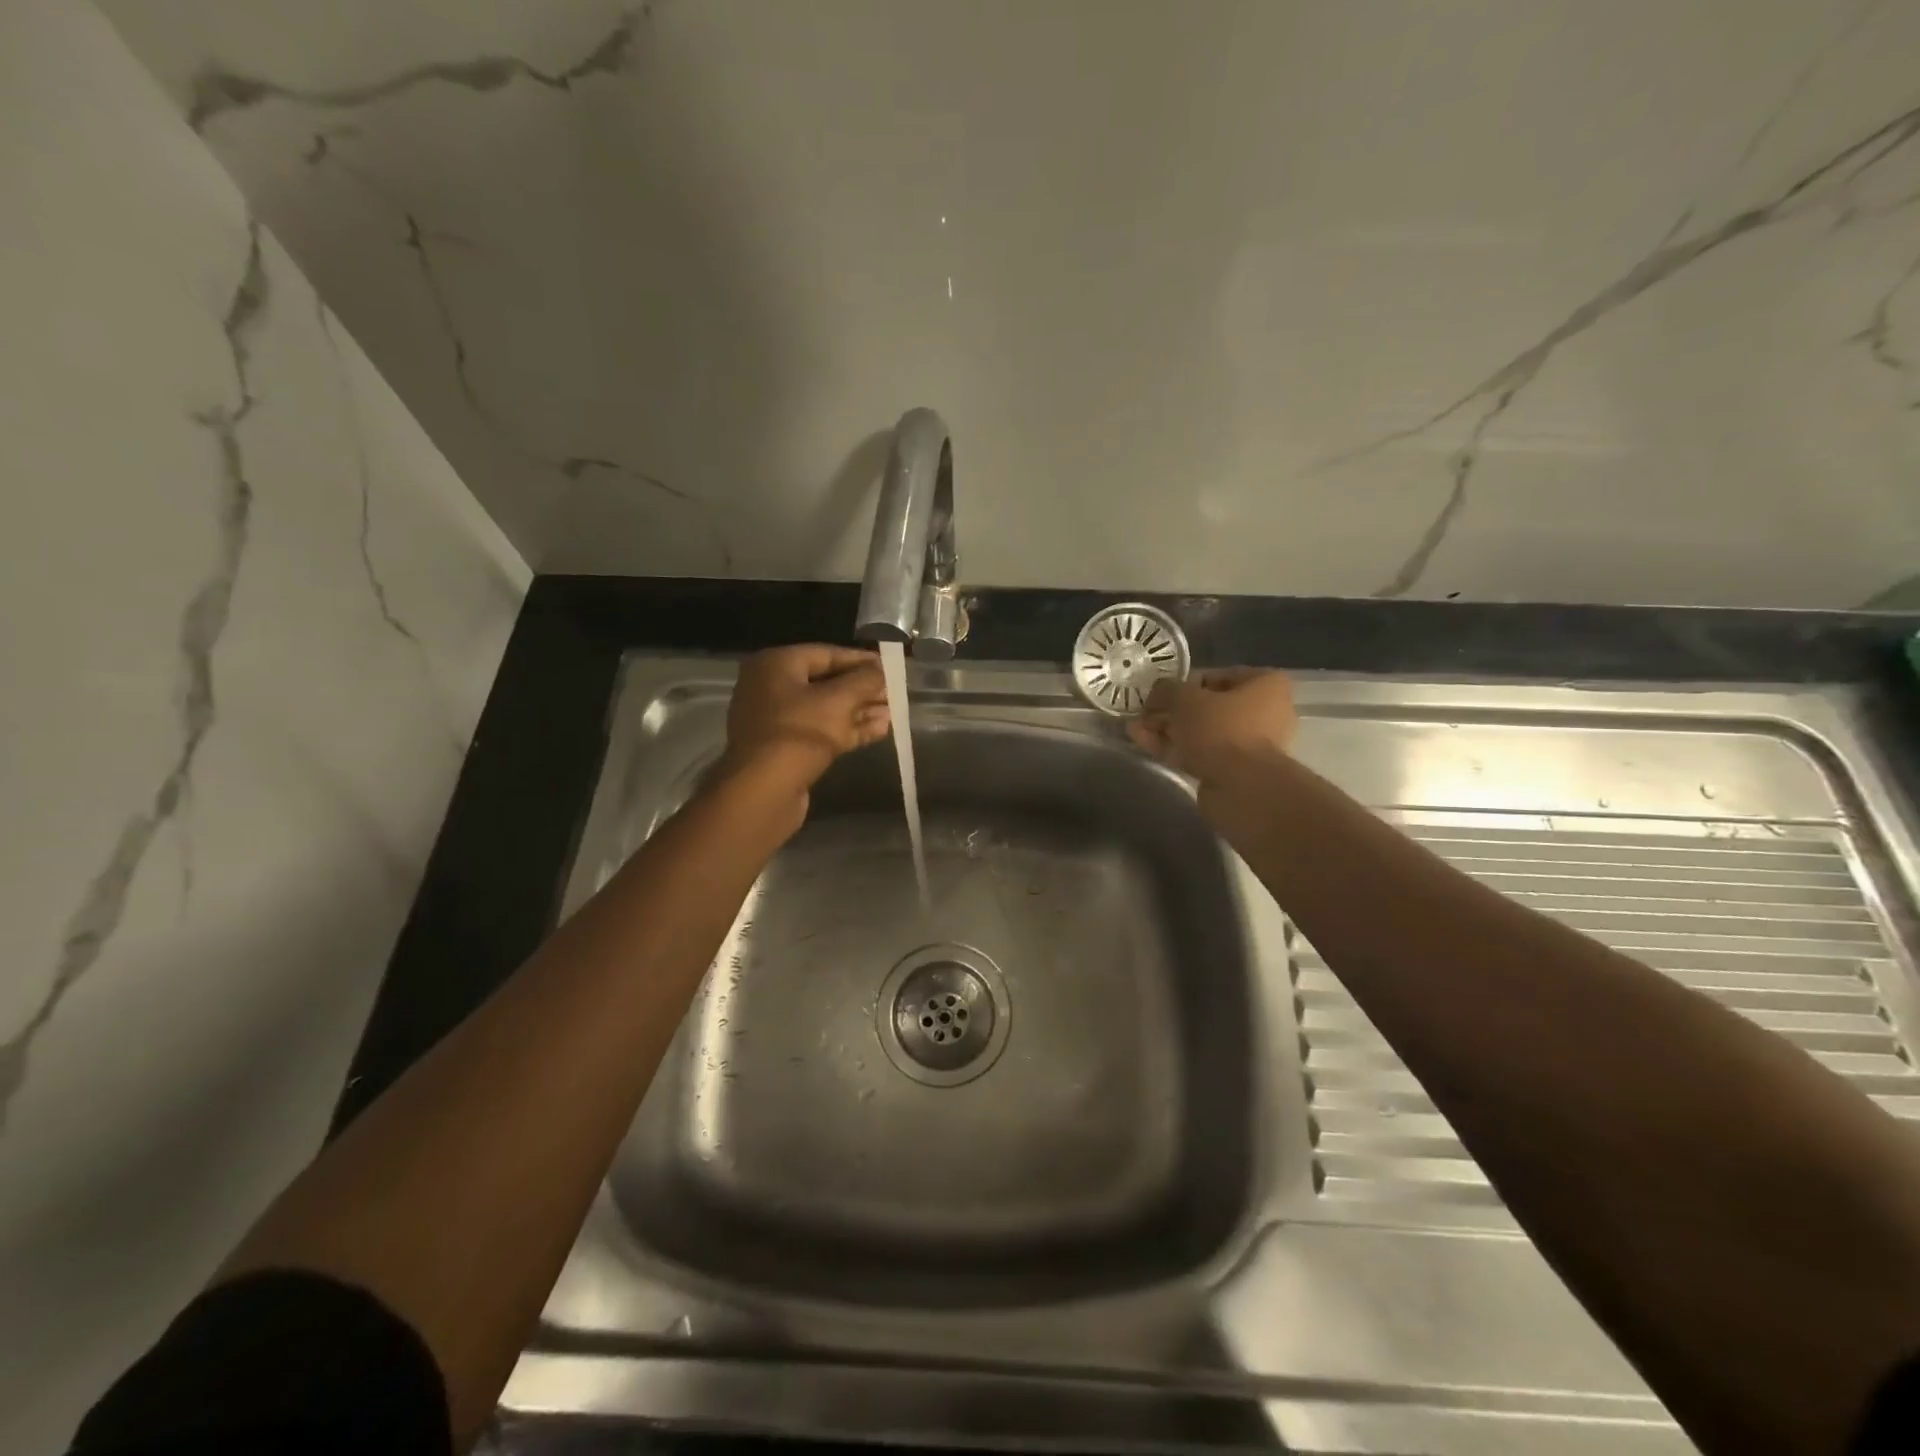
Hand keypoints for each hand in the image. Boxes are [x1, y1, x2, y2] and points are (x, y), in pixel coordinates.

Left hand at [718, 645, 890, 805]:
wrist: (764, 791)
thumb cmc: (800, 733)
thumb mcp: (839, 700)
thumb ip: (865, 680)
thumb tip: (881, 670)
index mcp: (776, 665)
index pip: (827, 653)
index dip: (861, 660)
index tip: (890, 667)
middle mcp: (770, 687)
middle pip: (826, 682)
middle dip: (862, 689)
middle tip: (894, 693)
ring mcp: (776, 721)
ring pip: (825, 709)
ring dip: (859, 711)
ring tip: (893, 714)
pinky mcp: (784, 749)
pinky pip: (820, 731)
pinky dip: (847, 730)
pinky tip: (879, 731)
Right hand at [1126, 669, 1297, 785]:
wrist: (1242, 788)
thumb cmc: (1221, 729)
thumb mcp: (1185, 699)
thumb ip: (1167, 690)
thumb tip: (1158, 692)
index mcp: (1266, 685)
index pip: (1217, 676)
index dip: (1183, 683)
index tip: (1159, 693)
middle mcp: (1265, 712)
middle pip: (1208, 706)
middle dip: (1172, 710)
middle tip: (1144, 713)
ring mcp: (1250, 744)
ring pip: (1202, 731)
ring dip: (1168, 729)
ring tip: (1135, 729)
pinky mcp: (1234, 771)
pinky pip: (1201, 752)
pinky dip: (1174, 747)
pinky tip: (1144, 743)